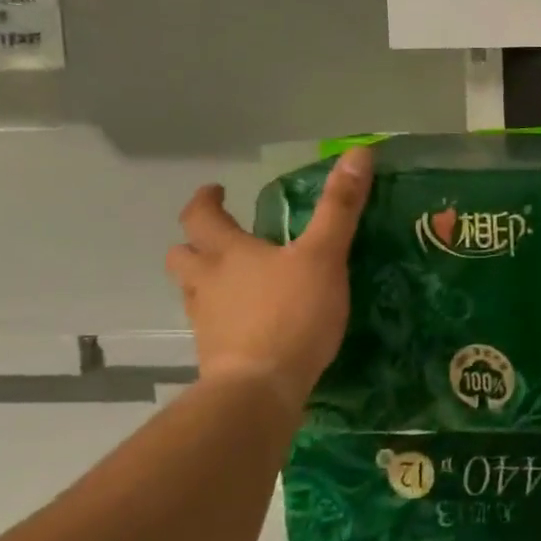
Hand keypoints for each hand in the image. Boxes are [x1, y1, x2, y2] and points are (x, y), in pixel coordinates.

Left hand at [165, 147, 372, 418]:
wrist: (261, 388)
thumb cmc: (292, 313)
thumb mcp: (324, 254)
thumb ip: (340, 206)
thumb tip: (358, 152)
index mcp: (228, 254)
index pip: (201, 217)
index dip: (206, 200)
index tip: (216, 191)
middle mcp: (207, 284)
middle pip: (182, 257)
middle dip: (195, 243)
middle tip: (219, 240)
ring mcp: (207, 322)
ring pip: (192, 293)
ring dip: (205, 281)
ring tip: (233, 281)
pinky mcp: (216, 355)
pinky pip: (212, 326)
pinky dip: (223, 317)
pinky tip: (248, 324)